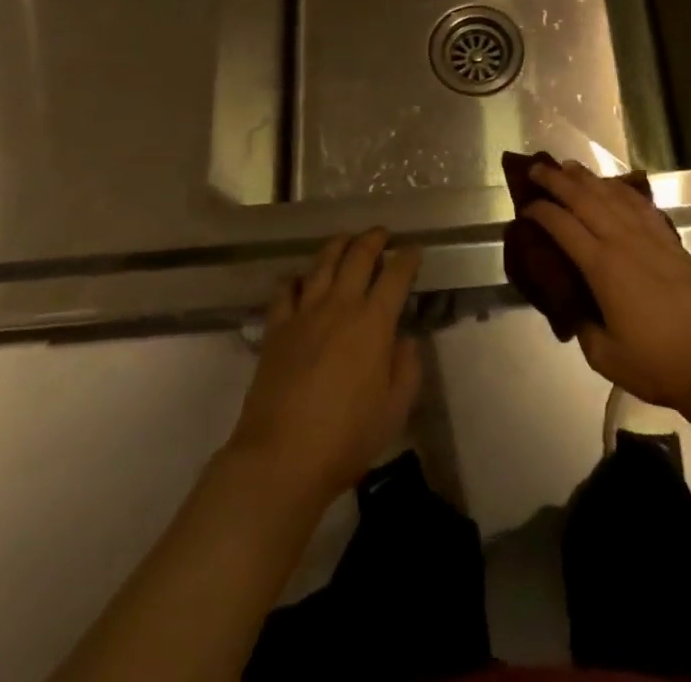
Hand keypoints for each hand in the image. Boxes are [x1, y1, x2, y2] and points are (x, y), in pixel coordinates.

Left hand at [225, 230, 422, 507]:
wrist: (281, 457)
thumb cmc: (346, 438)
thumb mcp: (394, 409)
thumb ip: (407, 368)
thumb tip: (405, 339)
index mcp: (374, 322)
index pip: (396, 275)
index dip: (408, 257)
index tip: (414, 249)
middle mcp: (340, 306)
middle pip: (358, 256)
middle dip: (373, 239)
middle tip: (382, 233)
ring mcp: (304, 313)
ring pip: (322, 263)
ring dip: (338, 245)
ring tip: (346, 239)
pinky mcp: (276, 328)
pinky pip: (285, 290)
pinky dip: (296, 278)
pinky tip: (300, 279)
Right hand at [524, 160, 690, 415]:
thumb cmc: (657, 363)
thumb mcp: (604, 356)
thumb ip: (582, 325)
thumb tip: (573, 305)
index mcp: (602, 267)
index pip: (563, 226)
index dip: (540, 212)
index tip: (525, 206)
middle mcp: (623, 241)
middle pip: (584, 199)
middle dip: (557, 181)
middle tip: (537, 170)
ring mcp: (649, 237)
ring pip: (612, 195)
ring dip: (587, 178)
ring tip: (568, 166)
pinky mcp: (670, 241)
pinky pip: (640, 204)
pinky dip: (621, 189)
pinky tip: (612, 185)